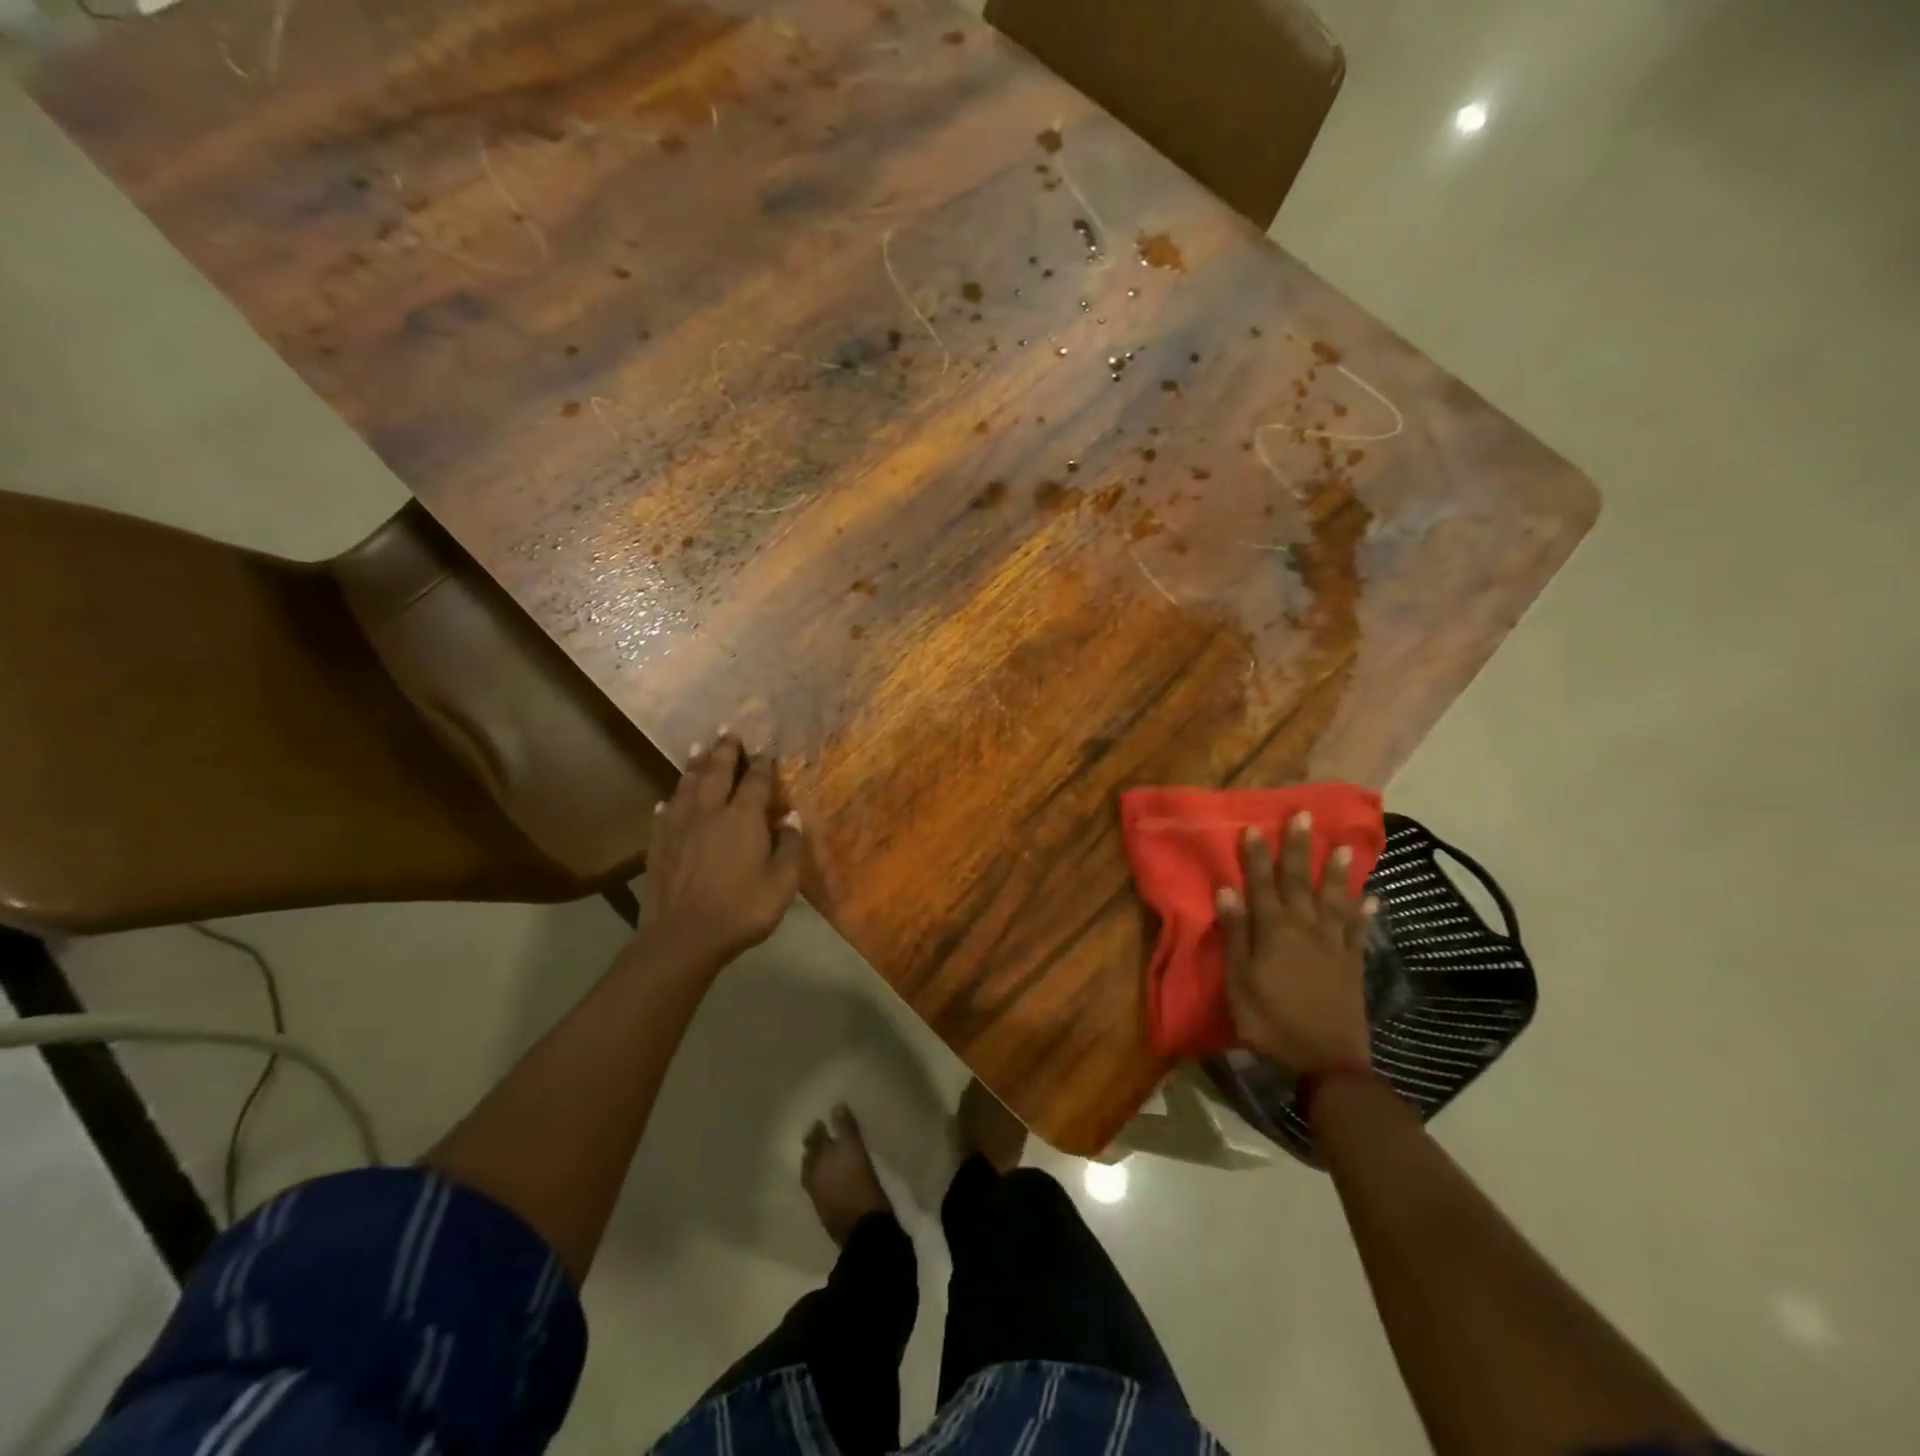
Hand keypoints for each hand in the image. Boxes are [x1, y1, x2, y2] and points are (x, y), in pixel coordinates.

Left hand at [640, 732, 803, 973]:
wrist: (683, 936)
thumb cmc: (742, 909)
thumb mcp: (782, 883)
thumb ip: (790, 847)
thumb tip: (792, 818)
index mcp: (743, 818)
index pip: (756, 782)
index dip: (762, 765)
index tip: (765, 750)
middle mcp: (710, 812)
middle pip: (718, 772)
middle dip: (725, 750)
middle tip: (727, 731)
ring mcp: (680, 826)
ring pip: (688, 786)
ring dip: (695, 765)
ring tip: (698, 747)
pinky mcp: (659, 844)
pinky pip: (665, 813)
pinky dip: (670, 801)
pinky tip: (668, 799)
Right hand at [1219, 813, 1376, 1075]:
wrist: (1327, 1061)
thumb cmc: (1271, 1022)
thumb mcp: (1239, 982)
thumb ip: (1236, 935)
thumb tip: (1228, 891)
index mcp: (1273, 932)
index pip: (1262, 885)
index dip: (1257, 856)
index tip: (1254, 827)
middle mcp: (1305, 929)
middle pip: (1299, 882)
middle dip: (1298, 848)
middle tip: (1303, 815)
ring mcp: (1333, 945)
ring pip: (1334, 899)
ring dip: (1337, 872)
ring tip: (1342, 846)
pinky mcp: (1353, 964)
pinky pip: (1359, 931)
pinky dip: (1365, 913)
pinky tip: (1372, 897)